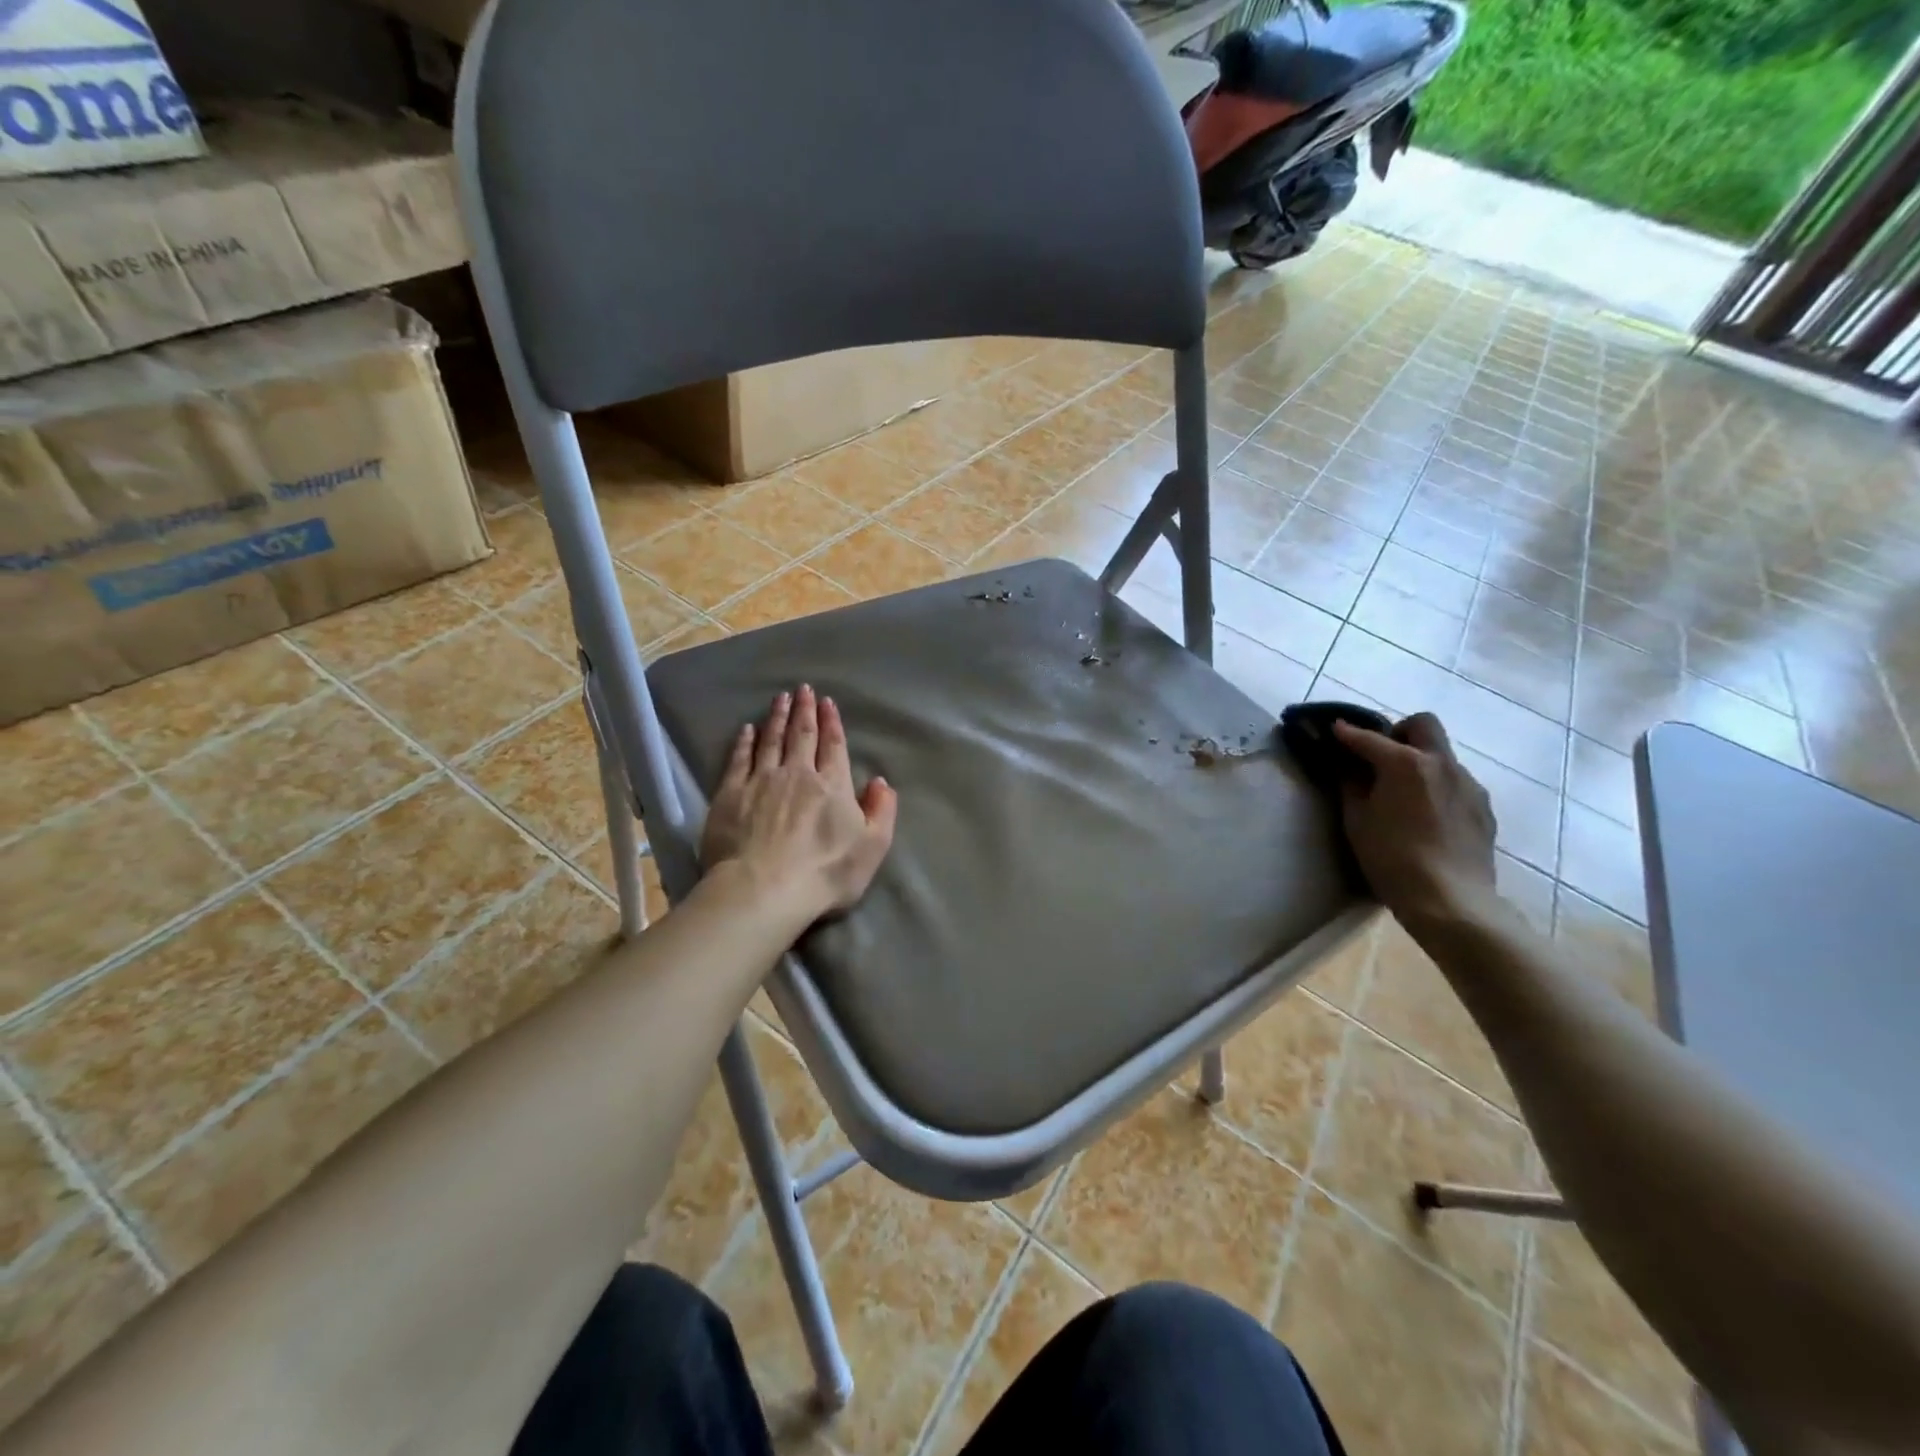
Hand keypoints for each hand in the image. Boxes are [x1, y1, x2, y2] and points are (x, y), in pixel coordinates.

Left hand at [700, 684, 897, 920]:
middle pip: (802, 735)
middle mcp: (798, 774)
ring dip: (777, 717)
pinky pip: (739, 759)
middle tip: (803, 689)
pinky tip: (747, 729)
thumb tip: (880, 782)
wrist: (764, 889)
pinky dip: (745, 741)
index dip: (831, 723)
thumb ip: (881, 812)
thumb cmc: (825, 873)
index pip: (833, 746)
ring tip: (780, 698)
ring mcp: (762, 781)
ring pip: (771, 740)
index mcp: (832, 785)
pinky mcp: (731, 794)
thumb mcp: (872, 847)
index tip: (827, 702)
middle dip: (804, 710)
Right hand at [1332, 712, 1498, 927]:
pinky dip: (1437, 786)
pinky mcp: (1483, 808)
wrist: (1450, 901)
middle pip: (1423, 725)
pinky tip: (1426, 815)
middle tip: (1380, 757)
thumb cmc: (1392, 858)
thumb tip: (1347, 765)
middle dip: (1398, 732)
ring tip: (1403, 792)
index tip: (1334, 729)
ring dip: (1420, 761)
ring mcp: (1469, 785)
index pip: (1370, 738)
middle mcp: (1443, 764)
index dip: (1348, 733)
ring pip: (1442, 755)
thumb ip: (1351, 785)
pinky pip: (1456, 783)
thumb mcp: (1357, 820)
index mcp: (1407, 764)